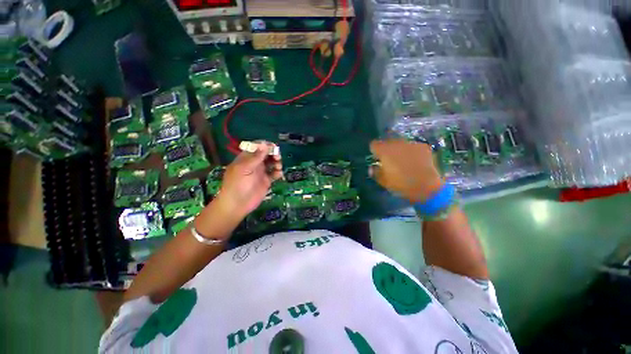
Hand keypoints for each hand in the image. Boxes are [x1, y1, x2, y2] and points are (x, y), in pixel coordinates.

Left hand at [216, 142, 282, 218]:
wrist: (237, 204)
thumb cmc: (237, 184)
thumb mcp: (245, 168)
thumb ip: (256, 157)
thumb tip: (265, 144)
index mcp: (246, 158)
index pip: (257, 147)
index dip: (266, 146)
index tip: (273, 147)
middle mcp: (254, 163)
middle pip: (267, 154)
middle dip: (273, 154)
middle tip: (277, 157)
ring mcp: (261, 172)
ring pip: (272, 163)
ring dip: (277, 162)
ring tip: (278, 167)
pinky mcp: (266, 181)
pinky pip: (274, 174)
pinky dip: (278, 172)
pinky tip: (278, 175)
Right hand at [370, 139, 442, 202]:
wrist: (427, 187)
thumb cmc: (401, 185)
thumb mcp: (384, 182)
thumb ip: (376, 172)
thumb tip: (372, 167)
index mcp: (384, 151)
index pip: (374, 144)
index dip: (374, 151)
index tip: (377, 158)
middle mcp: (396, 143)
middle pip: (387, 142)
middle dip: (387, 150)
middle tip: (390, 160)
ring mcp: (411, 144)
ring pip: (400, 144)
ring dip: (399, 150)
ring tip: (404, 161)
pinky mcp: (423, 146)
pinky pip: (413, 147)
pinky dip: (411, 152)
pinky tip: (415, 161)